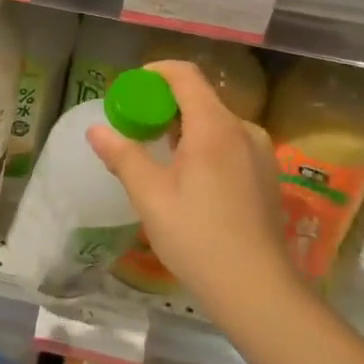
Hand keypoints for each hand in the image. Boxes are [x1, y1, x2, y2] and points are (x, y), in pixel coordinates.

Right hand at [86, 59, 297, 326]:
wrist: (257, 290)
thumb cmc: (197, 237)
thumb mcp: (150, 196)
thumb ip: (123, 156)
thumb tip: (96, 129)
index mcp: (214, 127)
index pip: (184, 75)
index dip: (154, 73)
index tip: (129, 91)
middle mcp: (243, 130)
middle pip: (199, 98)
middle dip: (163, 104)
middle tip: (134, 128)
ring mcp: (260, 153)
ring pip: (215, 123)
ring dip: (183, 127)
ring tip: (157, 155)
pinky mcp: (267, 175)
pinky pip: (230, 143)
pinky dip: (204, 145)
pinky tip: (189, 179)